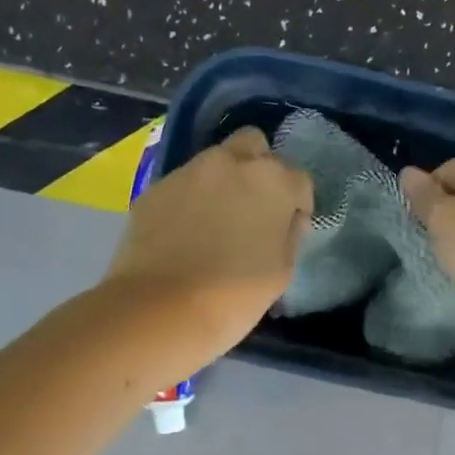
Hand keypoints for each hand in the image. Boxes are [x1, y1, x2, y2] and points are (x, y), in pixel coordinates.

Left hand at [103, 126, 313, 365]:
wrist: (159, 309)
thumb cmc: (234, 295)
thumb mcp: (282, 271)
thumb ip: (289, 234)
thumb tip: (287, 218)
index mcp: (273, 181)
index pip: (298, 179)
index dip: (296, 204)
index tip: (288, 228)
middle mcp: (232, 163)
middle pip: (254, 144)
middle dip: (259, 167)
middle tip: (254, 205)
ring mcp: (189, 172)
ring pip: (215, 160)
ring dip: (223, 180)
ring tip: (216, 220)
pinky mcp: (155, 188)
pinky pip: (183, 184)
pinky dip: (190, 199)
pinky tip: (185, 232)